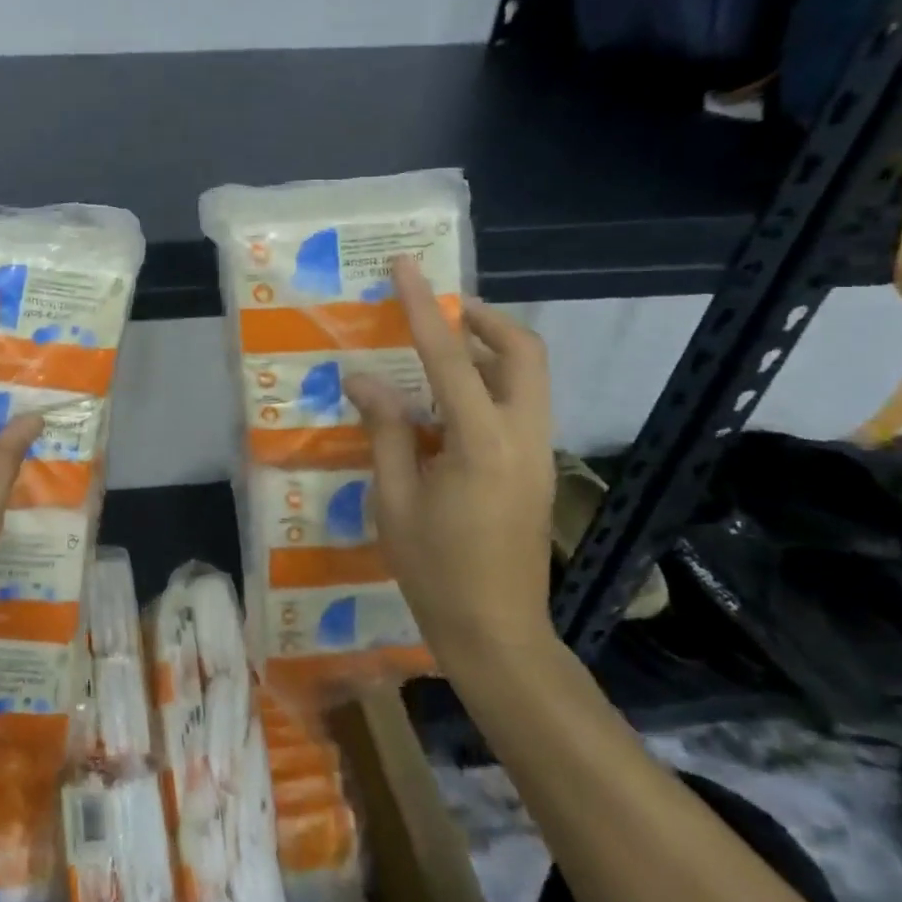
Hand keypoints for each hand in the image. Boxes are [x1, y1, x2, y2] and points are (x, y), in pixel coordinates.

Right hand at [343, 258, 556, 669]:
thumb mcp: (394, 499)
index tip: (405, 268)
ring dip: (487, 348)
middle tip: (436, 310)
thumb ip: (385, 430)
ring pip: (527, 375)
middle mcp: (522, 436)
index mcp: (482, 443)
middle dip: (482, 318)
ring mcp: (537, 452)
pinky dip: (487, 381)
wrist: (496, 633)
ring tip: (434, 349)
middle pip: (523, 351)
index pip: (451, 357)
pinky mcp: (535, 467)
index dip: (424, 308)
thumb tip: (364, 378)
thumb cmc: (434, 570)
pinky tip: (441, 403)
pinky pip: (517, 403)